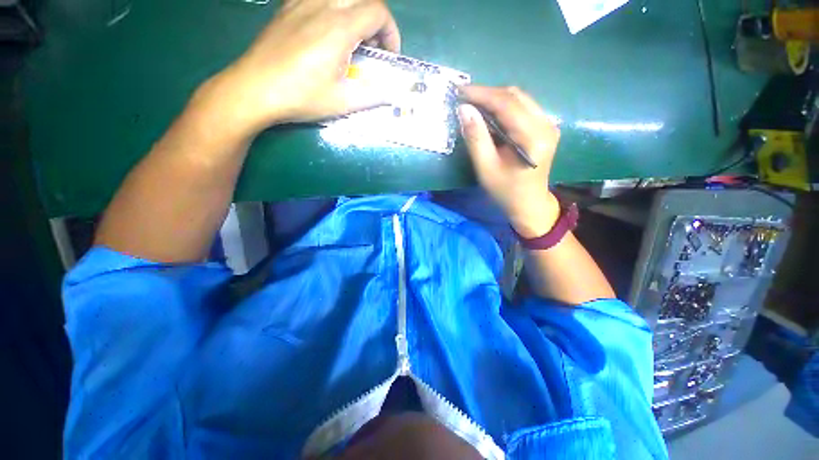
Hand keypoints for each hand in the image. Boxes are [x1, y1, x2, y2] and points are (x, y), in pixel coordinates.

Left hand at [197, 0, 400, 136]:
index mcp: (339, 27)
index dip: (391, 33)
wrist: (254, 89)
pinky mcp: (288, 8)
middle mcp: (322, 6)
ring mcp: (302, 3)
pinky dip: (333, 8)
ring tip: (352, 37)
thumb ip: (372, 95)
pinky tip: (327, 30)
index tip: (388, 55)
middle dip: (376, 20)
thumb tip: (391, 93)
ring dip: (356, 11)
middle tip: (373, 46)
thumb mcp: (342, 102)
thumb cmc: (301, 96)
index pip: (378, 12)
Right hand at [458, 86, 560, 237]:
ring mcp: (548, 124)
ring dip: (495, 99)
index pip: (507, 104)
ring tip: (474, 105)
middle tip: (465, 99)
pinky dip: (504, 107)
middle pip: (515, 96)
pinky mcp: (545, 127)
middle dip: (488, 94)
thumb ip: (476, 138)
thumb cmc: (505, 190)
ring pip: (520, 99)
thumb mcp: (486, 168)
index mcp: (533, 137)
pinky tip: (490, 114)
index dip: (482, 94)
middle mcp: (546, 124)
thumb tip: (464, 109)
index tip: (460, 91)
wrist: (529, 203)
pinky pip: (523, 107)